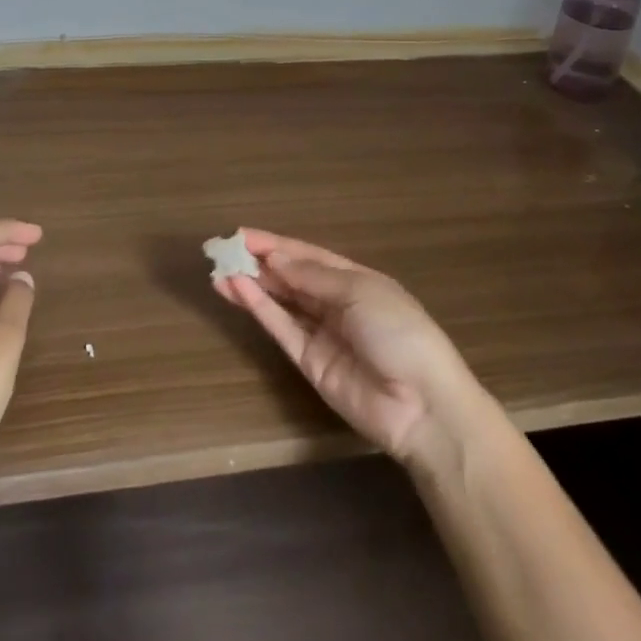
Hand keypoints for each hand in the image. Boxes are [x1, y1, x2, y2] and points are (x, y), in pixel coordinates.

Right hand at [214, 229, 491, 467]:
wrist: (421, 405)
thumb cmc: (399, 332)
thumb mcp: (360, 292)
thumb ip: (314, 276)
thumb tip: (275, 258)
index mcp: (356, 280)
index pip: (309, 256)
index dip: (277, 244)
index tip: (242, 234)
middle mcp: (336, 303)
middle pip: (291, 277)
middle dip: (259, 262)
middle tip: (223, 250)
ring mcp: (321, 334)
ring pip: (281, 302)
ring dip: (252, 285)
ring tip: (219, 270)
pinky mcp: (309, 362)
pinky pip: (281, 328)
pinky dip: (259, 309)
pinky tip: (236, 290)